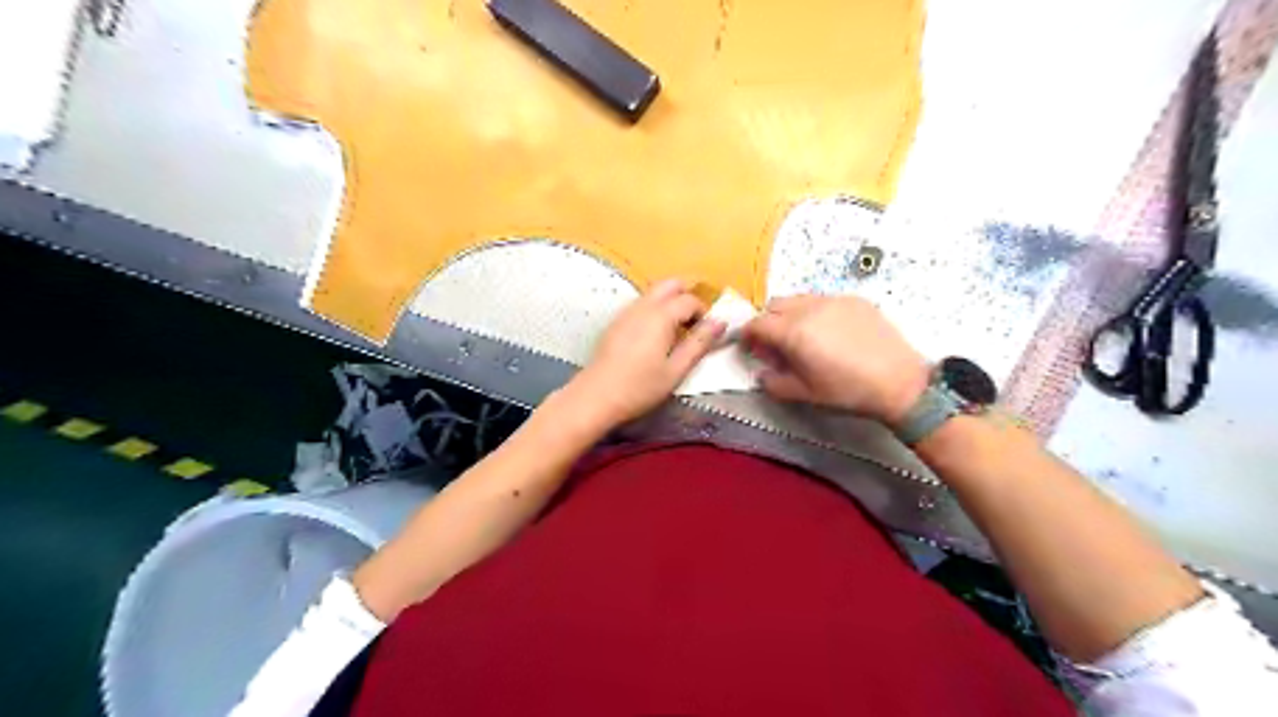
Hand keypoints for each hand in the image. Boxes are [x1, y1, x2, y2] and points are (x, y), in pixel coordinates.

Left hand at [563, 278, 723, 424]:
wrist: (596, 397)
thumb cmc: (640, 387)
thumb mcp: (676, 370)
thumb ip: (699, 343)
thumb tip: (720, 322)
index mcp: (661, 315)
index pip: (690, 300)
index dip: (704, 313)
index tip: (707, 334)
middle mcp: (643, 306)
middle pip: (671, 284)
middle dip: (687, 297)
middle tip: (694, 324)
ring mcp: (626, 312)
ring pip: (654, 293)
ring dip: (671, 303)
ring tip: (677, 333)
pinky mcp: (616, 322)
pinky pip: (641, 305)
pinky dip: (655, 311)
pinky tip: (655, 339)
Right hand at [739, 293, 929, 421]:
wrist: (900, 383)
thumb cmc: (848, 392)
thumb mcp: (805, 394)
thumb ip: (774, 382)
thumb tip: (762, 373)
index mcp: (793, 332)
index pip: (756, 324)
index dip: (747, 336)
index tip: (750, 348)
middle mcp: (810, 308)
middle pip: (774, 305)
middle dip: (767, 322)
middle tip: (775, 345)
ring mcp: (834, 300)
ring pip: (798, 299)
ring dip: (790, 314)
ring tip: (803, 338)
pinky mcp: (854, 300)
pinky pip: (823, 300)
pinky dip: (815, 312)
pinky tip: (830, 334)